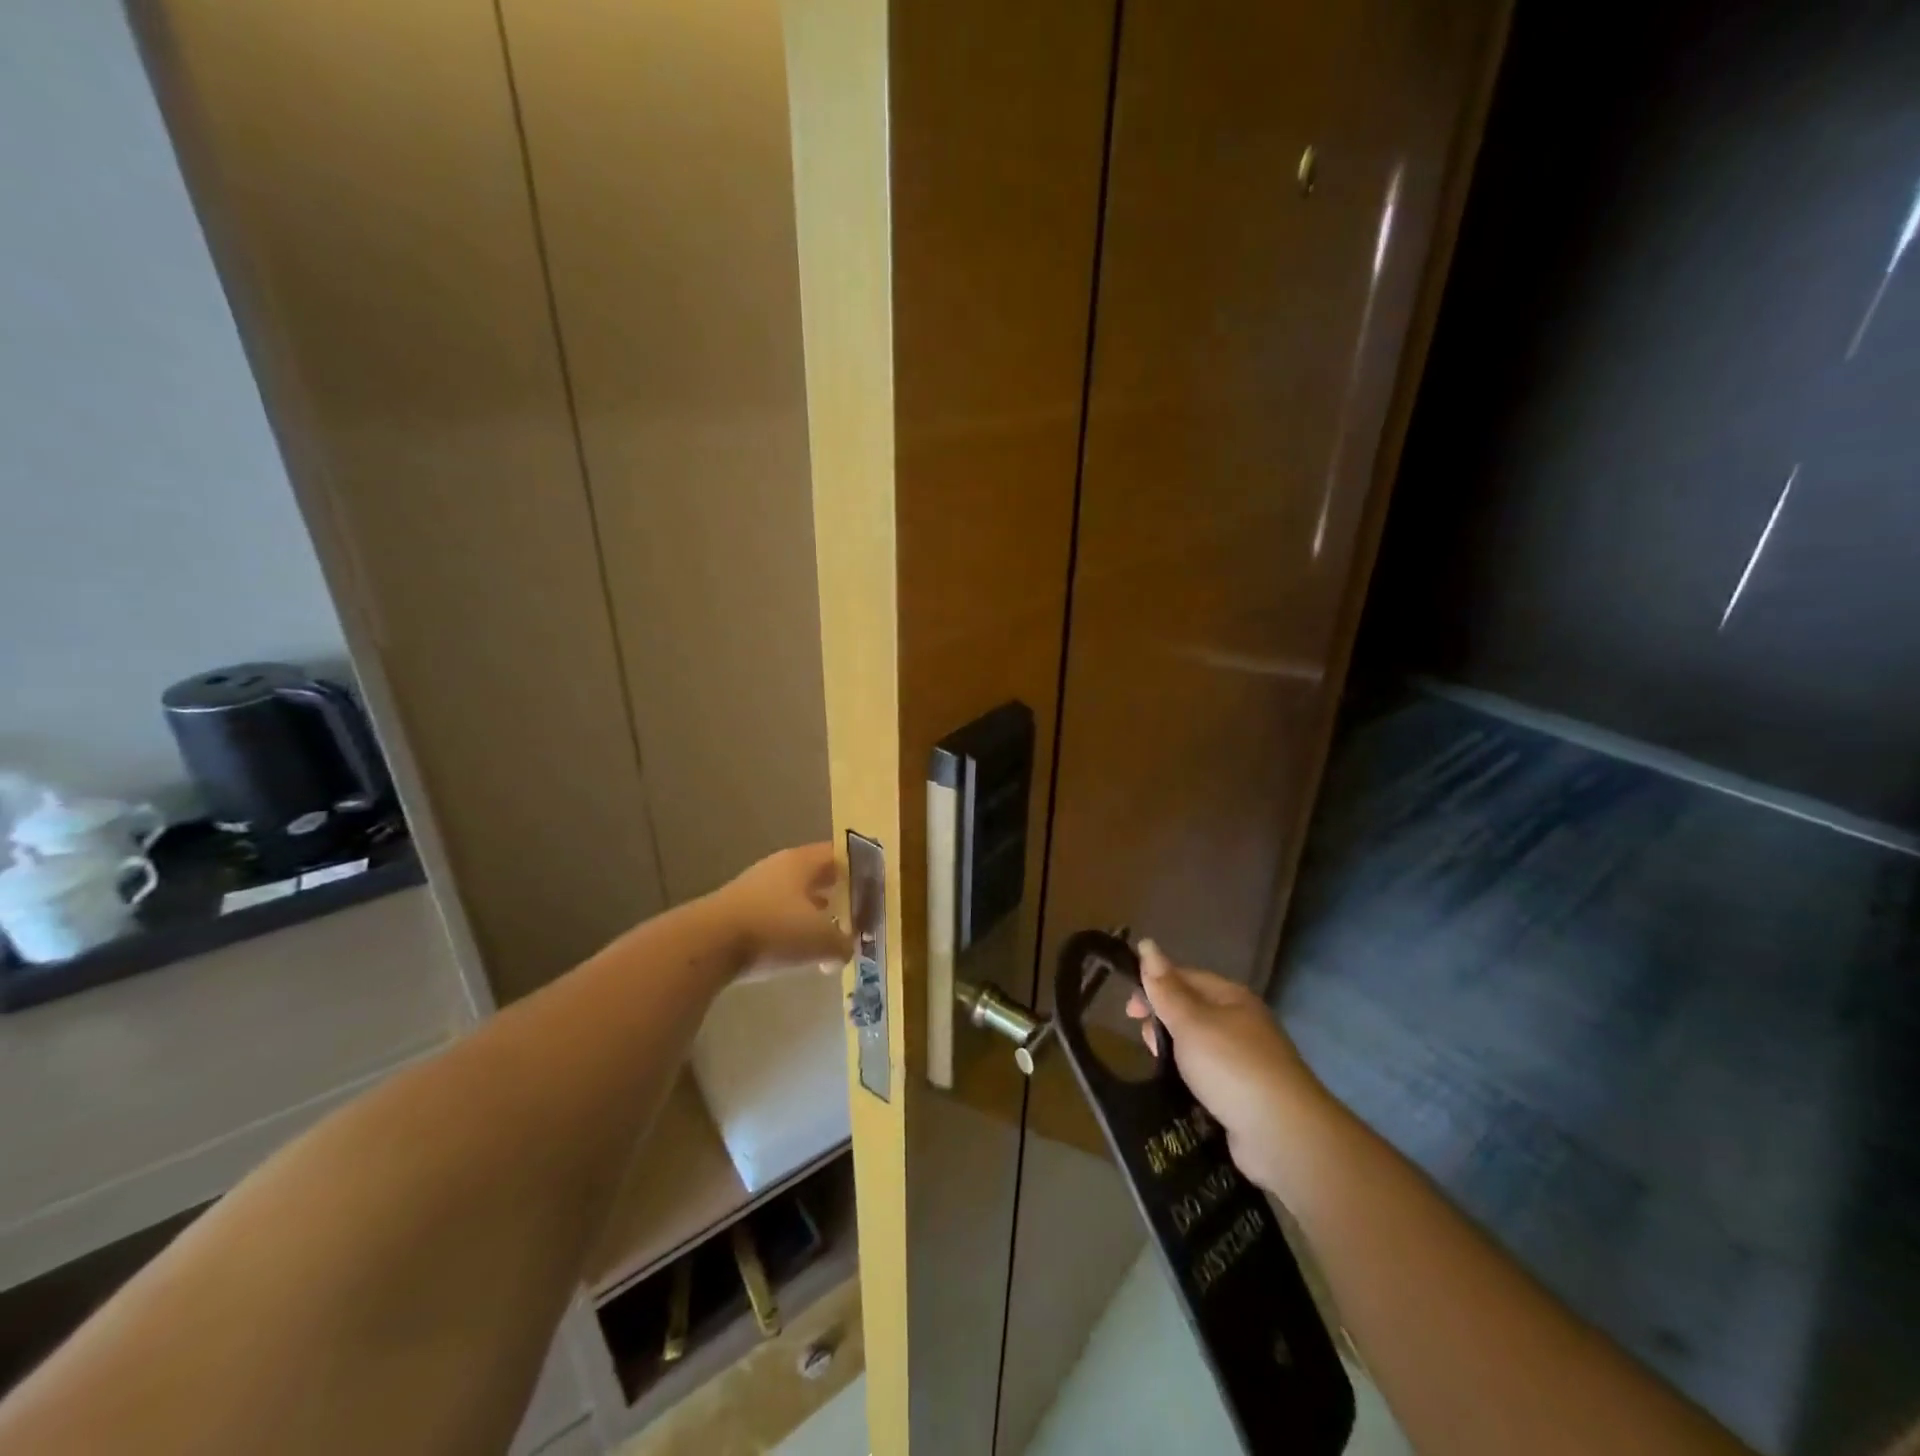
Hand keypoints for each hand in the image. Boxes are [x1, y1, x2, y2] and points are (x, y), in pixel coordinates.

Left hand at [711, 843, 852, 977]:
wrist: (707, 945)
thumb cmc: (774, 930)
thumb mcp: (822, 940)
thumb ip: (843, 944)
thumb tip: (847, 950)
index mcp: (803, 862)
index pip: (840, 855)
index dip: (860, 869)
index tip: (875, 888)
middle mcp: (780, 867)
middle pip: (817, 876)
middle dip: (837, 894)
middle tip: (857, 914)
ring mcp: (755, 888)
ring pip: (795, 897)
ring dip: (813, 915)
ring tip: (829, 938)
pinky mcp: (737, 912)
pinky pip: (775, 916)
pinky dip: (789, 930)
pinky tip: (796, 953)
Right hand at [1126, 939, 1329, 1195]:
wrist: (1283, 1135)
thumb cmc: (1232, 1066)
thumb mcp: (1191, 1022)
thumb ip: (1165, 988)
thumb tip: (1146, 944)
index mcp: (1232, 997)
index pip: (1185, 978)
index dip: (1153, 987)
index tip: (1128, 1011)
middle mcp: (1242, 1023)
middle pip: (1191, 1011)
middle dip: (1162, 1022)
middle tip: (1144, 1043)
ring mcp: (1246, 1061)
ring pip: (1197, 1047)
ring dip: (1174, 1054)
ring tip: (1158, 1069)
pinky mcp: (1244, 1096)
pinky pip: (1207, 1078)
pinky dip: (1189, 1081)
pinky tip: (1176, 1092)